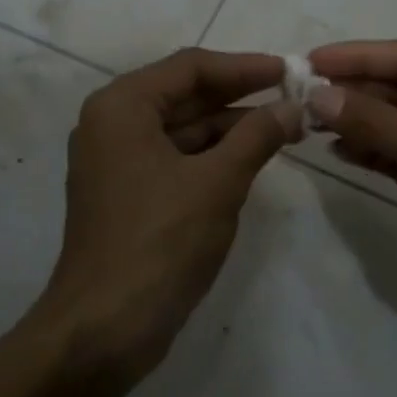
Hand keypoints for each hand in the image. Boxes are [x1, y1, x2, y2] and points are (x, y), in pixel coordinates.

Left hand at [29, 49, 301, 386]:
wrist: (103, 330)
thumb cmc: (159, 243)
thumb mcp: (218, 182)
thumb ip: (257, 136)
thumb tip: (293, 106)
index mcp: (122, 106)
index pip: (191, 67)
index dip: (244, 67)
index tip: (289, 70)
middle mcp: (112, 123)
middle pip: (185, 94)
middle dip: (240, 98)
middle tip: (293, 98)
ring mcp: (116, 161)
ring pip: (182, 128)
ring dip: (231, 128)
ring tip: (285, 128)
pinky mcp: (127, 194)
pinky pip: (175, 158)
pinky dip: (212, 155)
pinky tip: (252, 158)